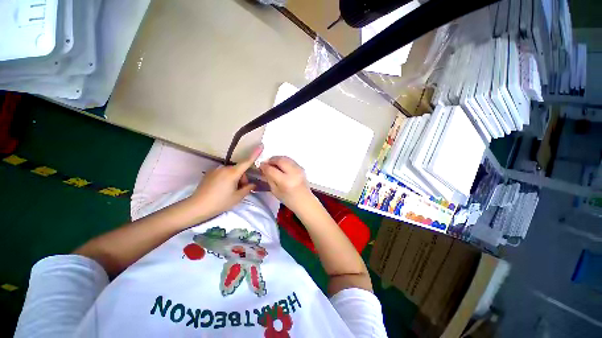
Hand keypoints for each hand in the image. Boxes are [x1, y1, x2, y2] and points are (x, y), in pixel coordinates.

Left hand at [189, 145, 262, 219]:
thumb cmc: (220, 202)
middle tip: (239, 190)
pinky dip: (227, 178)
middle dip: (242, 178)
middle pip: (239, 169)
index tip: (261, 145)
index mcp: (232, 173)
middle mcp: (224, 168)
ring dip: (234, 179)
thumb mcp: (237, 197)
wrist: (197, 207)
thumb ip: (248, 188)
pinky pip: (223, 173)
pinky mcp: (209, 173)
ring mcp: (215, 170)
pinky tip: (221, 189)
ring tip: (230, 191)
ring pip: (231, 172)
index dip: (255, 154)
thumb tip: (253, 184)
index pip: (247, 162)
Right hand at [259, 156, 313, 211]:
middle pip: (280, 160)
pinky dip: (284, 161)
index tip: (260, 165)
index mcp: (285, 181)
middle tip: (266, 163)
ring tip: (273, 164)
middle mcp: (293, 173)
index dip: (264, 166)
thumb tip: (264, 168)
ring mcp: (299, 169)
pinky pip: (290, 160)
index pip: (272, 170)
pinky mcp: (302, 168)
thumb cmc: (289, 200)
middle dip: (271, 160)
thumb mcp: (275, 191)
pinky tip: (281, 166)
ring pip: (286, 158)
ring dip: (277, 159)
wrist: (305, 201)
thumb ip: (269, 179)